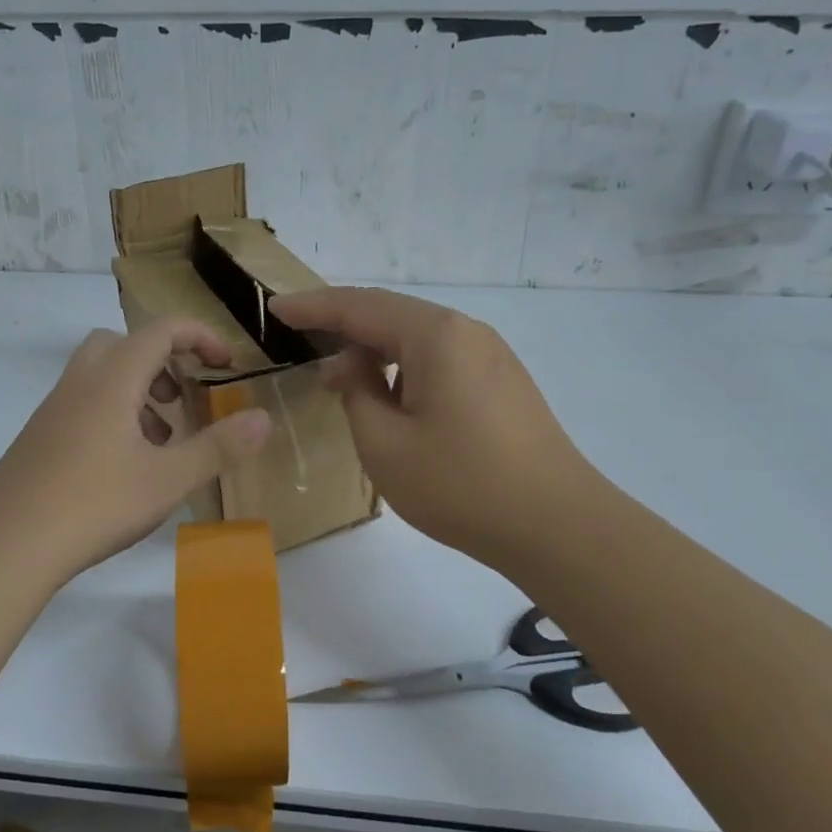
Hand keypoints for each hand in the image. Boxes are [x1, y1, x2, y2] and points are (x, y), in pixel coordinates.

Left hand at [0, 318, 272, 581]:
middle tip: (180, 398)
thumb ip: (219, 446)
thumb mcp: (169, 479)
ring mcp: (54, 410)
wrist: (8, 544)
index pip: (161, 331)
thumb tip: (264, 418)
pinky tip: (124, 466)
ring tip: (160, 441)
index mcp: (113, 379)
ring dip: (137, 392)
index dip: (199, 337)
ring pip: (101, 376)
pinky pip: (83, 404)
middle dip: (160, 361)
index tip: (225, 363)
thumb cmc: (96, 504)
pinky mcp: (39, 437)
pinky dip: (112, 414)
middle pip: (122, 344)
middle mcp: (80, 383)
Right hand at [270, 287, 605, 574]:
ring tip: (340, 378)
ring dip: (375, 351)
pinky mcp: (503, 383)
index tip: (275, 309)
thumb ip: (358, 392)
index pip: (360, 306)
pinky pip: (441, 360)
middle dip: (343, 326)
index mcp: (436, 335)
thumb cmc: (461, 484)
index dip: (313, 307)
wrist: (557, 525)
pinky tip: (390, 397)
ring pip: (418, 340)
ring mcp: (491, 356)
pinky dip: (405, 370)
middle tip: (300, 340)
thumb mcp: (385, 444)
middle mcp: (467, 332)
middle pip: (391, 316)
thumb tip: (354, 366)